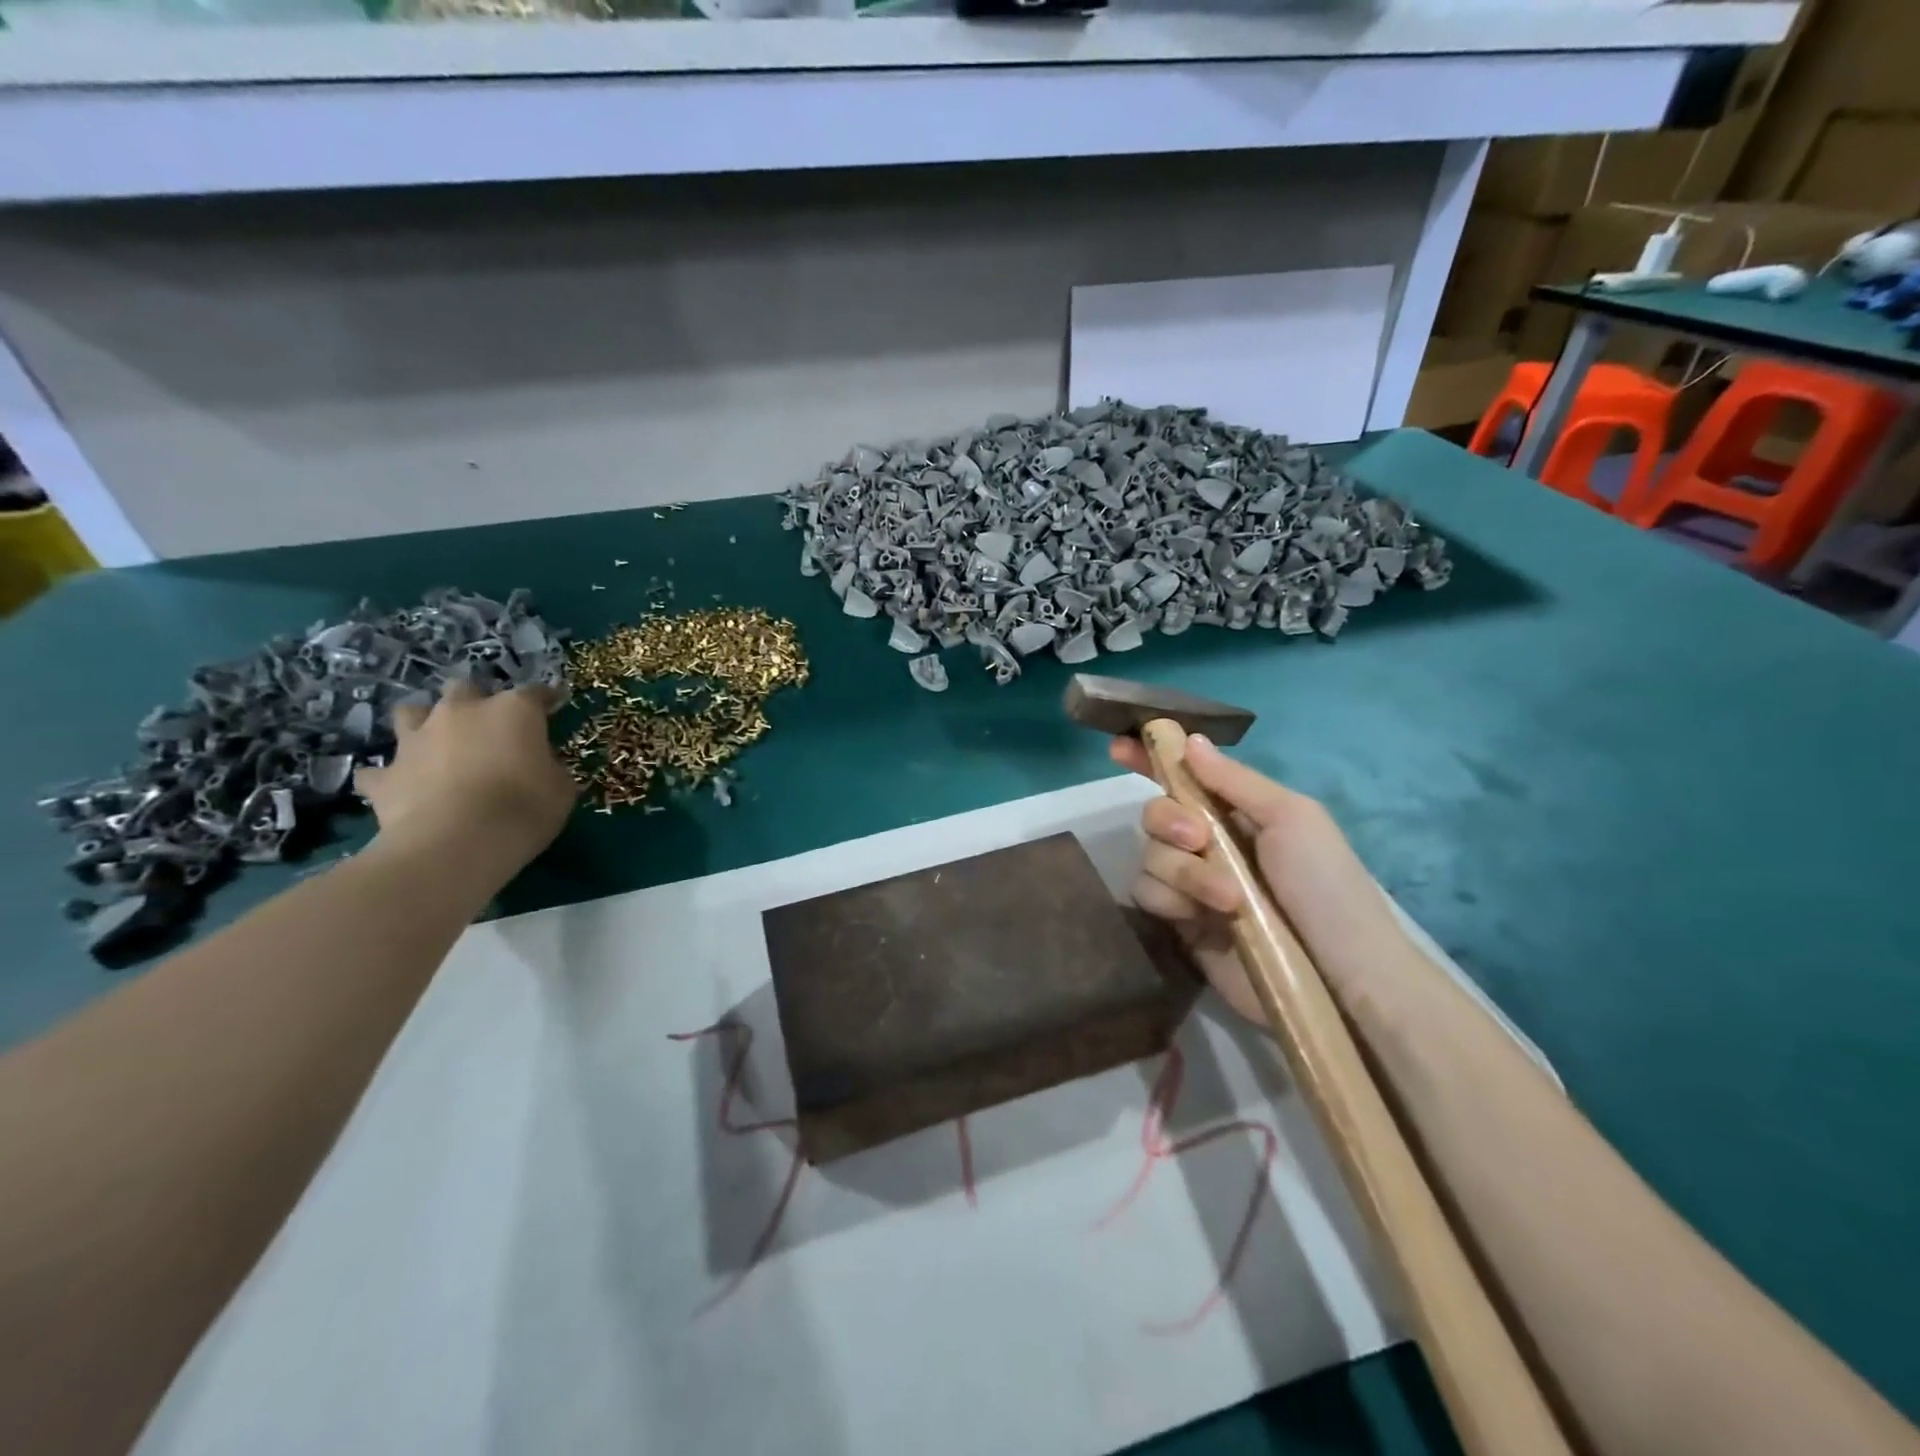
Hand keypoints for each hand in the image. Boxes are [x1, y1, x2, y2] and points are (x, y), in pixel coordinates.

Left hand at [356, 678, 576, 864]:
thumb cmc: (524, 808)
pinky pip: (380, 770)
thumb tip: (542, 765)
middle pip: (465, 688)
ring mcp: (417, 739)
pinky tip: (399, 787)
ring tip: (435, 743)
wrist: (456, 843)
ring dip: (423, 723)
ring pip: (411, 712)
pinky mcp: (385, 775)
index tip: (553, 705)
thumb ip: (550, 767)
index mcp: (513, 711)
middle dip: (475, 700)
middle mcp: (462, 712)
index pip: (535, 693)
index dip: (546, 699)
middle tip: (487, 725)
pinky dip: (390, 776)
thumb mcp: (561, 788)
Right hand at [1110, 732, 1414, 1022]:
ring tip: (1227, 898)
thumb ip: (1235, 780)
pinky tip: (1198, 917)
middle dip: (1168, 820)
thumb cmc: (1325, 886)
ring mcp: (1193, 883)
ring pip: (1149, 855)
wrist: (1338, 975)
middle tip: (1199, 838)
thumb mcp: (1292, 818)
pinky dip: (1169, 899)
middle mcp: (1210, 842)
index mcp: (1238, 811)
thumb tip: (1190, 740)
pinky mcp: (1181, 923)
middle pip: (1156, 813)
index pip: (1184, 776)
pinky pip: (1147, 894)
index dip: (1150, 759)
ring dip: (1183, 870)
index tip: (1118, 747)